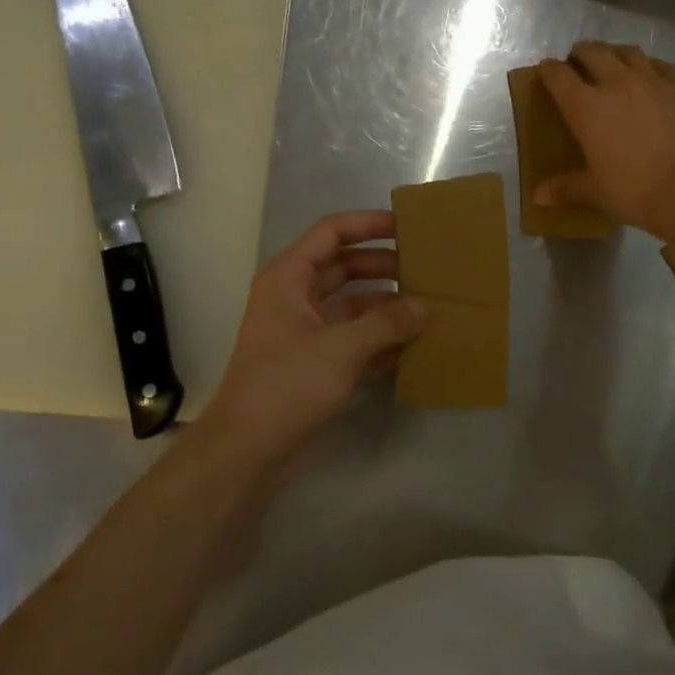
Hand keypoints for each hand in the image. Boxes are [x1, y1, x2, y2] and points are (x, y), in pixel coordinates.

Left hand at [200, 211, 424, 463]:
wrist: (247, 450)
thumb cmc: (287, 384)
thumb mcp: (341, 348)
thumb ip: (386, 323)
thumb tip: (422, 308)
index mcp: (288, 278)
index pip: (332, 233)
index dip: (368, 224)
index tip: (407, 227)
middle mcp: (294, 297)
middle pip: (344, 267)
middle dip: (383, 267)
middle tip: (425, 271)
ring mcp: (303, 332)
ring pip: (351, 305)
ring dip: (385, 306)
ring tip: (427, 308)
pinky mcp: (313, 364)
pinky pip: (352, 339)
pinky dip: (378, 340)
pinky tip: (412, 346)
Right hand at [536, 41, 674, 234]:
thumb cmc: (636, 191)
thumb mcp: (596, 192)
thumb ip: (566, 188)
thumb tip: (537, 198)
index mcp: (586, 107)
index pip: (559, 76)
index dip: (548, 70)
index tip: (545, 70)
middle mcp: (616, 84)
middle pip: (594, 52)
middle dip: (581, 53)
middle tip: (577, 61)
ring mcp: (653, 81)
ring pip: (628, 52)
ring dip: (615, 52)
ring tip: (612, 60)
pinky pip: (661, 66)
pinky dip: (649, 65)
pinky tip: (651, 74)